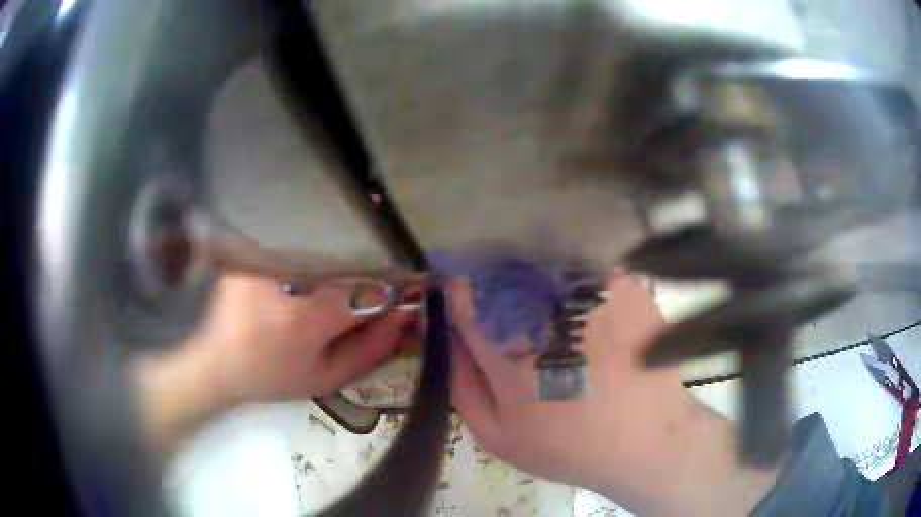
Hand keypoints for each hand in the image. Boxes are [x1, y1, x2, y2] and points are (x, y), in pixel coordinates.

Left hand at [134, 272, 410, 451]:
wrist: (212, 364)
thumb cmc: (269, 378)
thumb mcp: (324, 379)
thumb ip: (370, 349)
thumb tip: (404, 317)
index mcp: (306, 318)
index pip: (370, 291)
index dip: (396, 291)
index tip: (412, 293)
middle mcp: (285, 279)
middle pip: (350, 264)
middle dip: (373, 275)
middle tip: (381, 290)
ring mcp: (265, 260)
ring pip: (325, 252)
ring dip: (345, 264)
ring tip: (346, 282)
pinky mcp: (251, 250)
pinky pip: (297, 247)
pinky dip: (315, 257)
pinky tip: (312, 271)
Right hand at [449, 273, 777, 515]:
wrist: (646, 439)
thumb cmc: (568, 446)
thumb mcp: (498, 435)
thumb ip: (462, 383)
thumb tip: (444, 334)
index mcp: (510, 359)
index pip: (465, 302)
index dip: (456, 291)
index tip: (456, 290)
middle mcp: (549, 319)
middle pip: (500, 274)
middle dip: (490, 280)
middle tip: (499, 300)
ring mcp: (591, 295)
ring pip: (540, 262)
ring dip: (529, 272)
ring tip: (539, 301)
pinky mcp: (623, 285)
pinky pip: (581, 264)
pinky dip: (569, 274)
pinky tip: (577, 301)